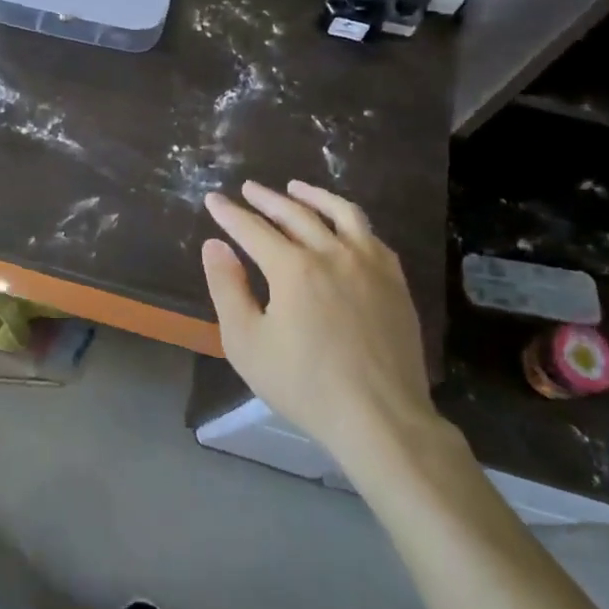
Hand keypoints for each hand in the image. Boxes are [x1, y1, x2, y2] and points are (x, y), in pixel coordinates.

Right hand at [203, 180, 446, 472]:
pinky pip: (371, 237)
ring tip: (296, 188)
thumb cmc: (305, 385)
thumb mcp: (247, 343)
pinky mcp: (395, 283)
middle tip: (249, 188)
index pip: (253, 229)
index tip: (213, 199)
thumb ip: (227, 288)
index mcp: (293, 268)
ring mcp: (370, 265)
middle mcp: (332, 254)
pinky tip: (343, 227)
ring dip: (314, 196)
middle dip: (266, 198)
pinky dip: (350, 222)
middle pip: (295, 214)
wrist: (382, 420)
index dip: (229, 213)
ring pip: (341, 214)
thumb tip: (215, 245)